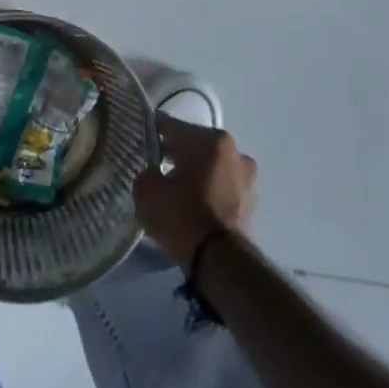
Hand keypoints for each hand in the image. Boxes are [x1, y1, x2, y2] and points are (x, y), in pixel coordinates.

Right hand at [135, 114, 258, 267]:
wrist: (218, 261)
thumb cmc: (181, 214)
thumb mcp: (146, 189)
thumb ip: (146, 172)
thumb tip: (151, 173)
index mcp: (212, 140)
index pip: (172, 126)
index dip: (151, 132)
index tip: (137, 140)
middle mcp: (236, 153)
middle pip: (195, 146)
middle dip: (176, 154)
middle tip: (153, 166)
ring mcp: (248, 180)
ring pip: (211, 169)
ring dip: (194, 175)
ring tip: (173, 190)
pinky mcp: (251, 206)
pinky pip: (220, 190)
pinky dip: (207, 193)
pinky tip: (189, 207)